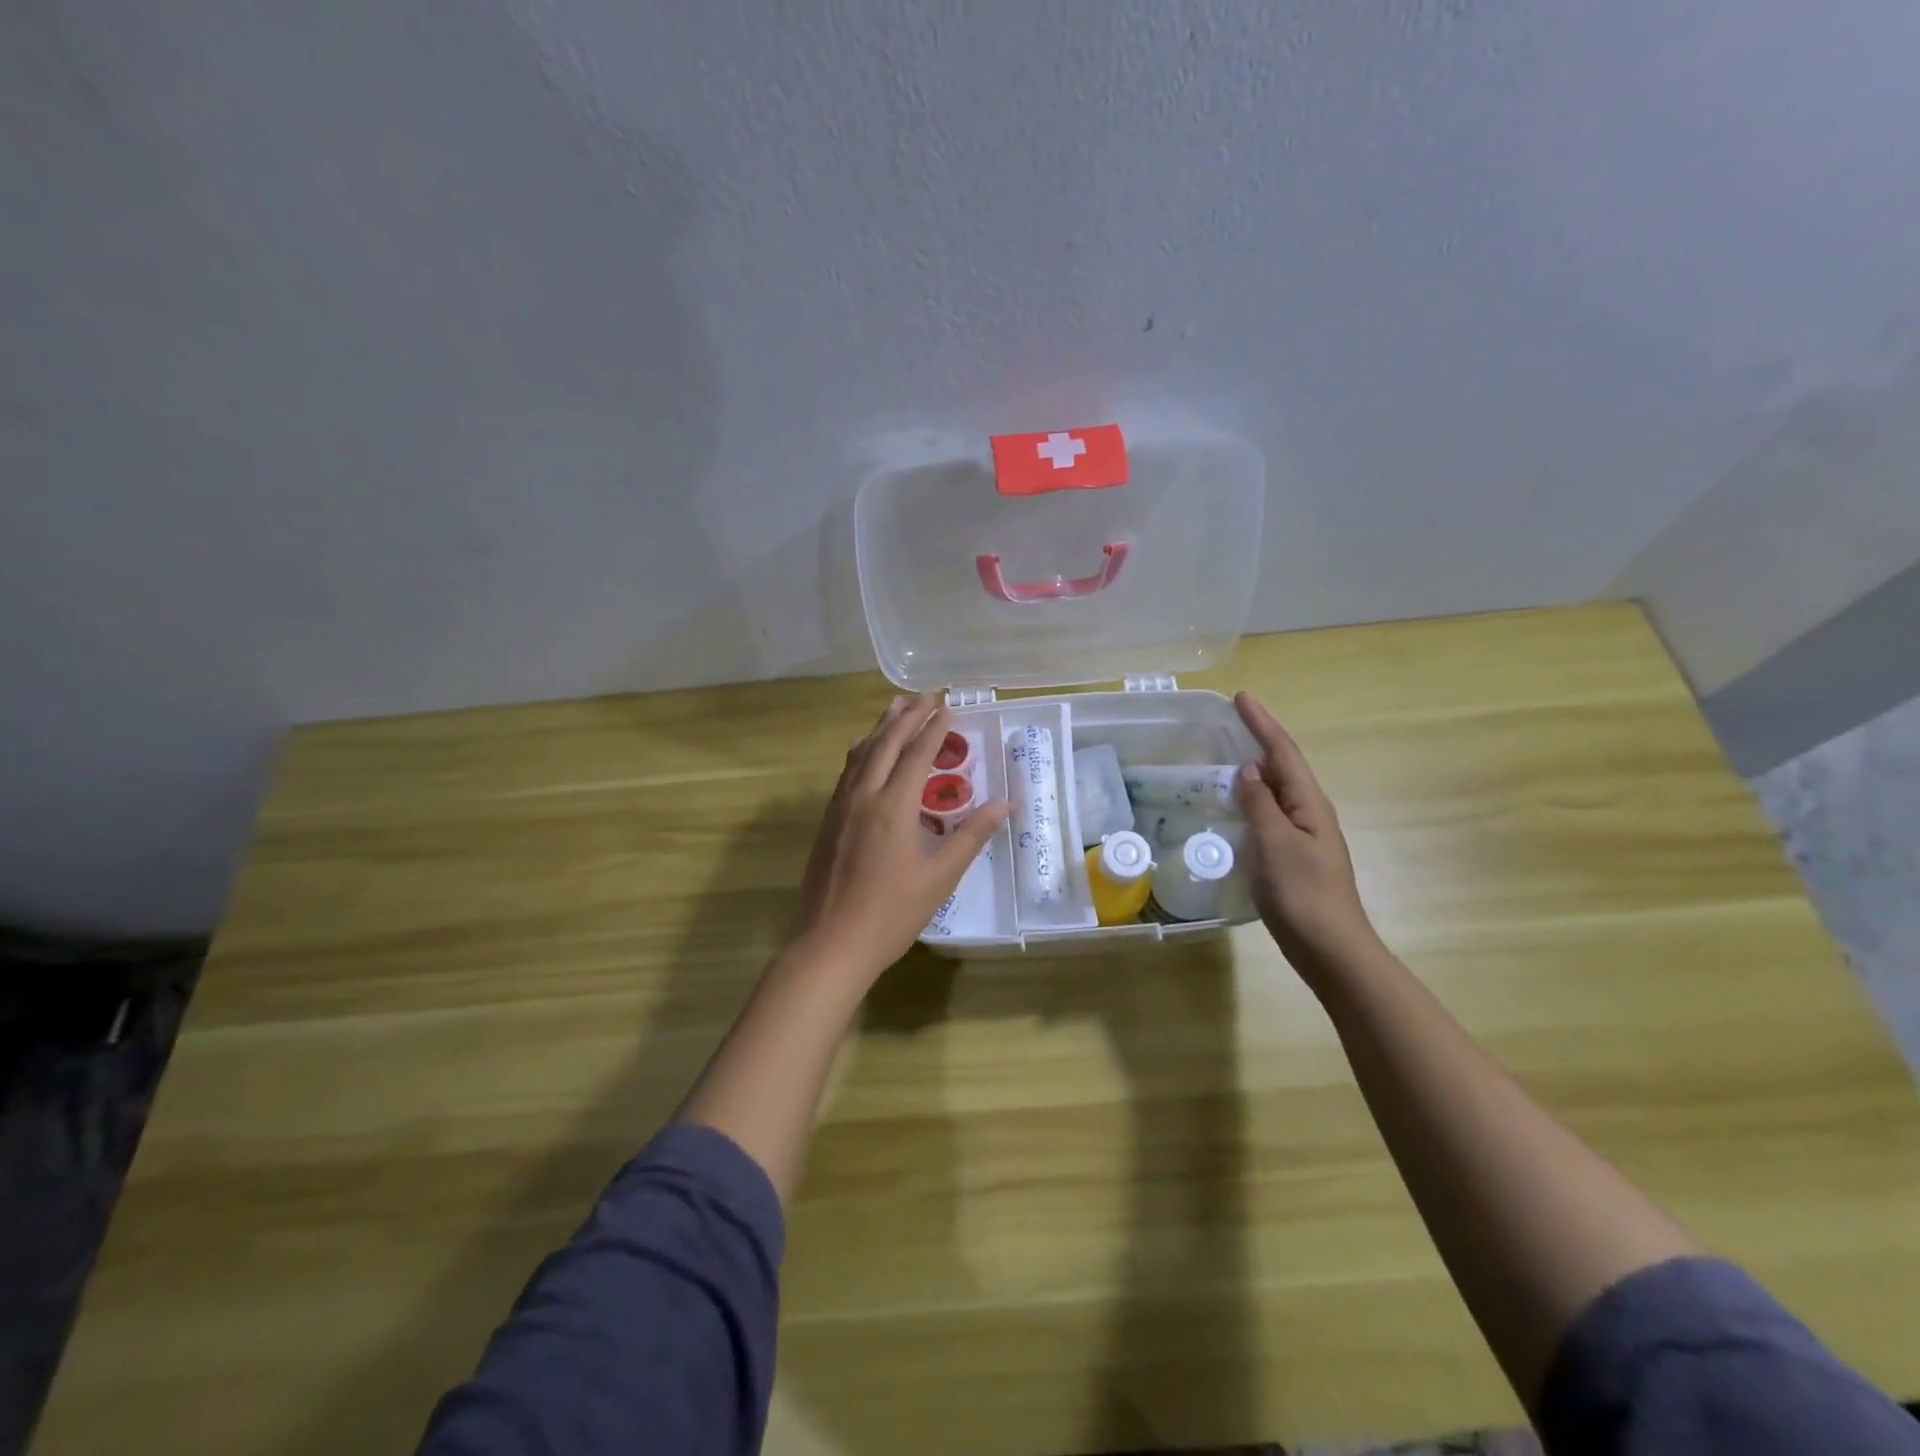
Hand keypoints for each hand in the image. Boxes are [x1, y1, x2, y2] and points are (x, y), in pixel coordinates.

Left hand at [791, 692, 1009, 983]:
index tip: (948, 706)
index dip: (934, 728)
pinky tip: (862, 749)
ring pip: (861, 754)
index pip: (917, 754)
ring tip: (895, 707)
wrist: (832, 943)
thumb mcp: (940, 877)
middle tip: (925, 694)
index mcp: (893, 807)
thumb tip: (1005, 803)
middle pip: (886, 744)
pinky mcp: (828, 821)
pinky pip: (846, 772)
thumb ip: (971, 836)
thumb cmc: (892, 914)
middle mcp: (863, 796)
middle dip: (907, 716)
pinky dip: (860, 752)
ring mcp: (841, 807)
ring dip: (881, 728)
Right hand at [1233, 692, 1379, 973]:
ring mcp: (1304, 836)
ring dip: (1255, 770)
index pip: (1283, 752)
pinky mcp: (1293, 856)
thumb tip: (1249, 770)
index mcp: (1309, 803)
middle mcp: (1310, 813)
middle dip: (1259, 740)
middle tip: (1229, 722)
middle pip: (1283, 766)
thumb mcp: (1275, 842)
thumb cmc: (1302, 892)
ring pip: (1276, 791)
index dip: (1262, 723)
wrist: (1330, 948)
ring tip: (1227, 756)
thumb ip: (1259, 803)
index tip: (1240, 697)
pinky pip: (1270, 814)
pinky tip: (1235, 806)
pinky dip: (1252, 800)